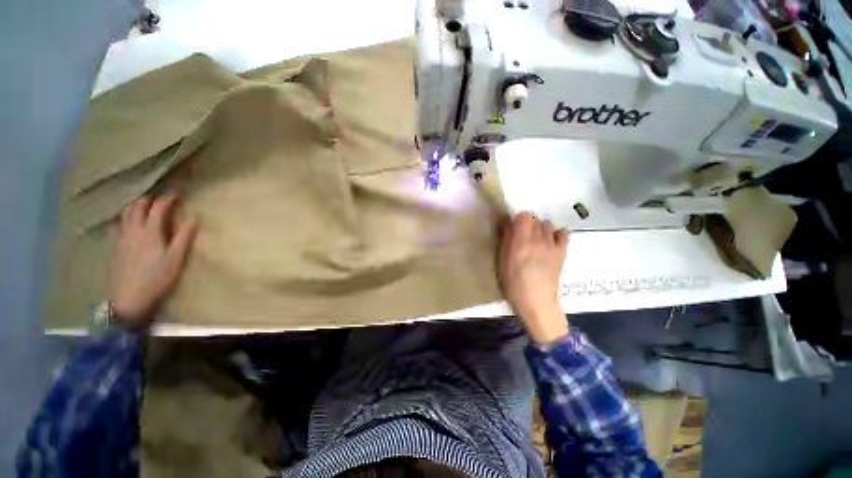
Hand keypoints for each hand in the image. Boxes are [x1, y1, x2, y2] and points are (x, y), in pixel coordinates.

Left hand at [112, 193, 197, 326]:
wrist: (129, 298)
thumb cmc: (157, 277)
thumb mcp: (176, 258)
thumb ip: (184, 237)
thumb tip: (194, 218)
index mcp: (149, 232)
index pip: (158, 208)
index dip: (167, 199)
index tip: (177, 192)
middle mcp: (132, 231)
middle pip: (136, 208)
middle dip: (147, 199)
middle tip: (158, 197)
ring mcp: (121, 239)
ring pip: (125, 215)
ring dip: (134, 207)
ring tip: (143, 206)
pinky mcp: (115, 248)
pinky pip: (119, 225)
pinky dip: (126, 219)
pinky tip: (130, 224)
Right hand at [499, 212, 569, 345]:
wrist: (536, 301)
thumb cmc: (513, 283)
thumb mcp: (502, 261)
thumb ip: (505, 240)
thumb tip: (505, 223)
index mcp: (521, 241)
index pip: (523, 215)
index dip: (516, 219)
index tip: (511, 228)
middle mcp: (538, 239)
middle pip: (535, 218)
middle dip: (526, 224)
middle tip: (521, 236)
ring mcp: (552, 245)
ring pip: (547, 224)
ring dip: (540, 228)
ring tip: (535, 240)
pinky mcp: (561, 252)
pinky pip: (563, 234)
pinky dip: (556, 234)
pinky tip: (550, 242)